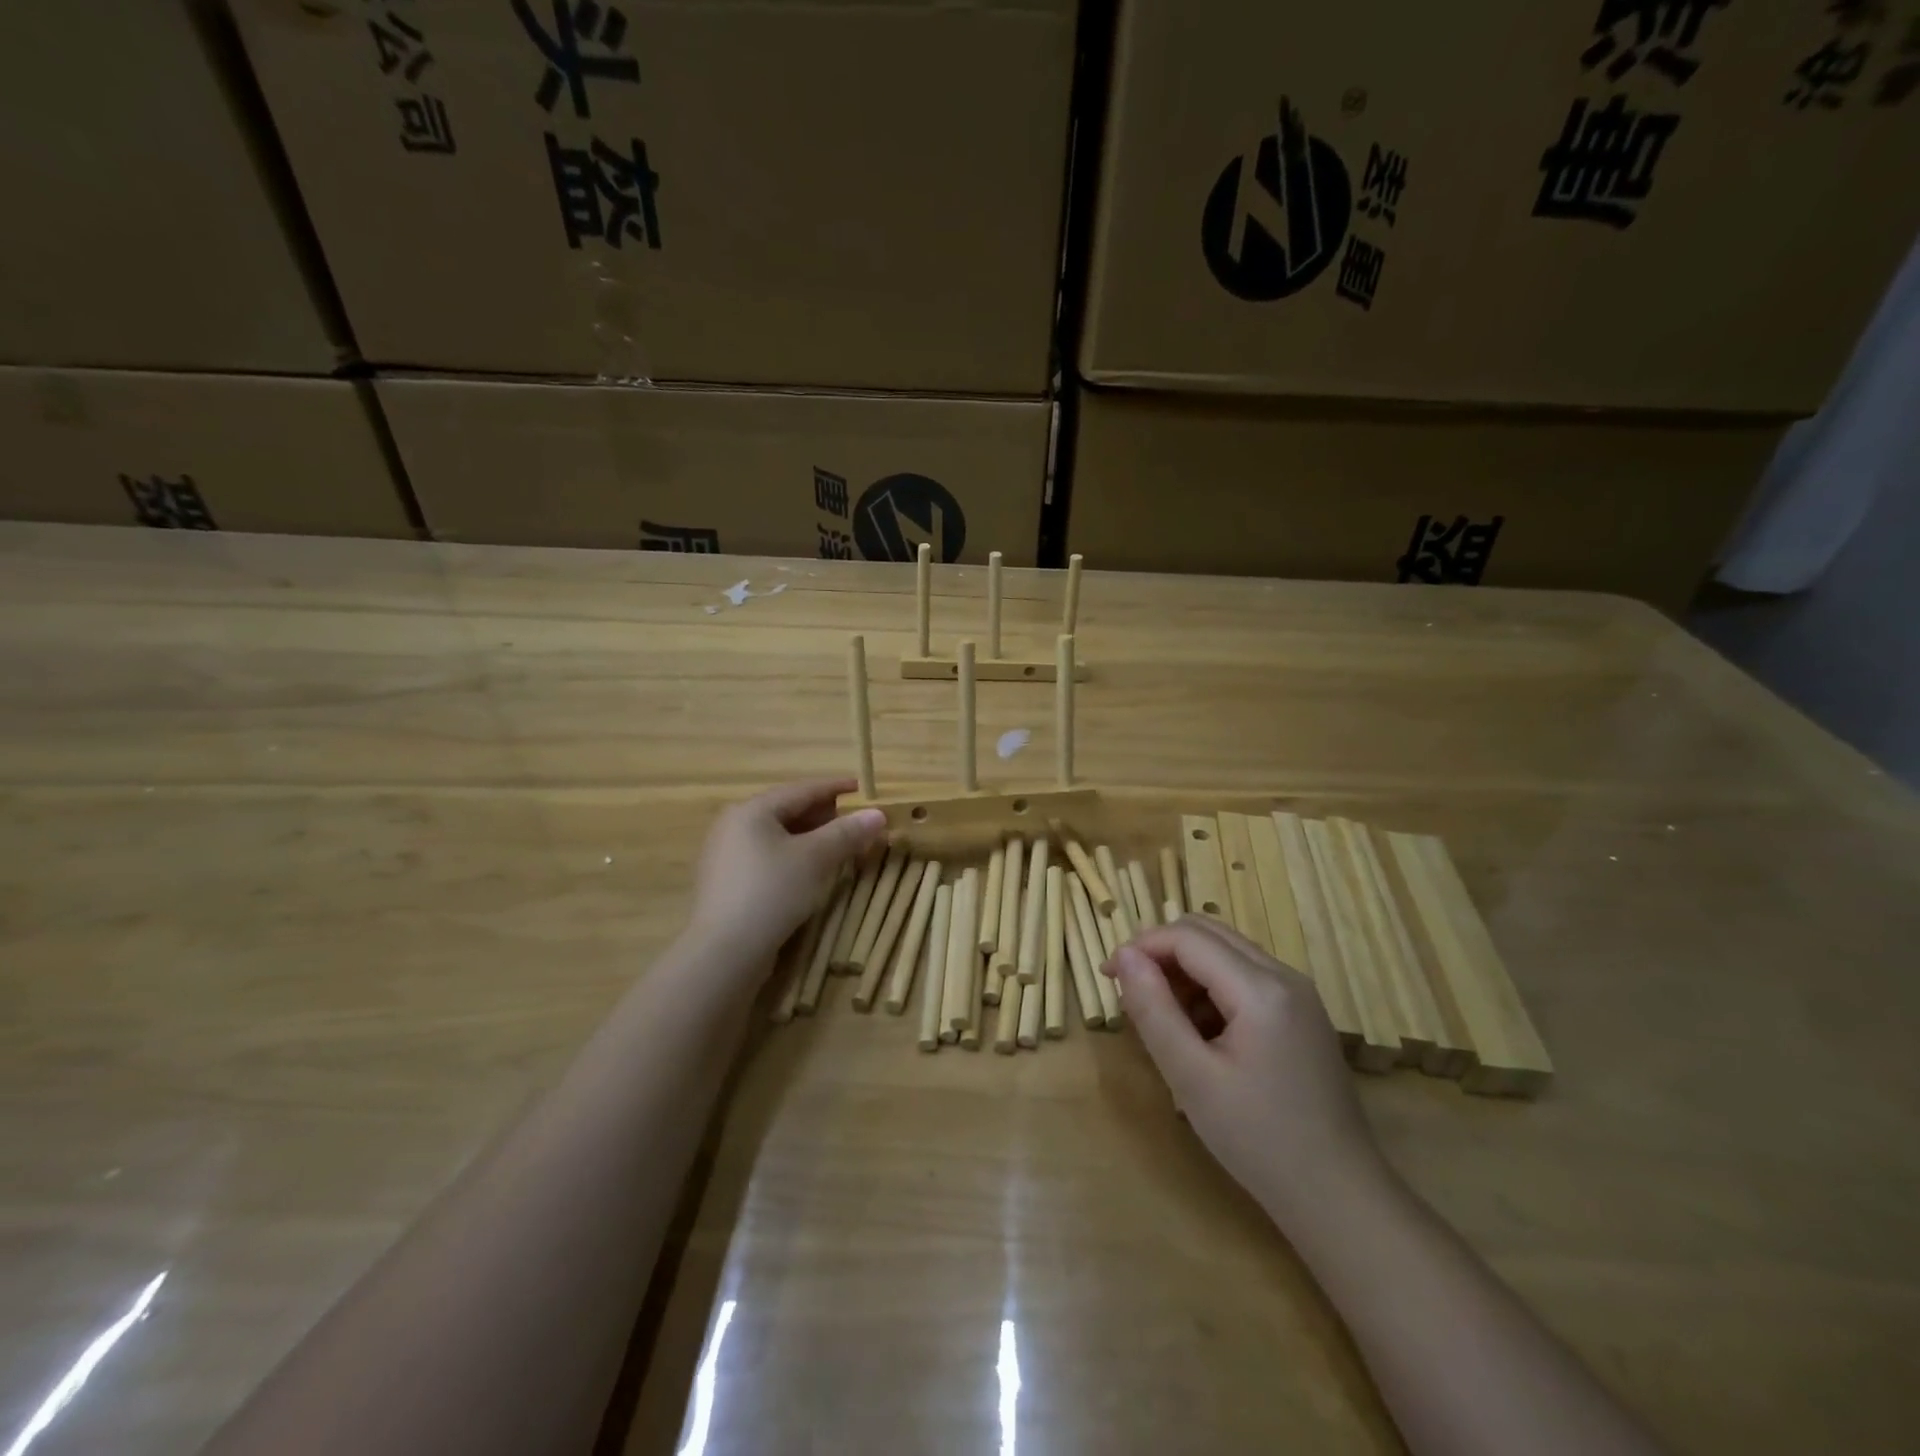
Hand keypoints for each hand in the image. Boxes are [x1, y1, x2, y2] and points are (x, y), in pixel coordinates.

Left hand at [689, 779, 886, 962]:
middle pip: (786, 811)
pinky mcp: (727, 883)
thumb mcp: (815, 859)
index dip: (833, 787)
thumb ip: (847, 833)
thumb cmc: (771, 892)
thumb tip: (878, 814)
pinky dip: (792, 856)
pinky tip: (809, 871)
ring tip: (836, 846)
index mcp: (752, 810)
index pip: (801, 790)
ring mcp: (726, 856)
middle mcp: (733, 826)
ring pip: (776, 836)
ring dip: (809, 838)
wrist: (724, 952)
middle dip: (822, 815)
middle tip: (852, 821)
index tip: (860, 787)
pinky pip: (766, 858)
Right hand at [1105, 916, 1382, 1220]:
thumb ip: (1153, 1010)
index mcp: (1260, 988)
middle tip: (1131, 992)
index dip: (1140, 946)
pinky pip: (1245, 974)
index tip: (1107, 975)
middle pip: (1208, 931)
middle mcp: (1284, 975)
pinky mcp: (1302, 1012)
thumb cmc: (1258, 1140)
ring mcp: (1299, 993)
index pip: (1187, 937)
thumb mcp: (1191, 1077)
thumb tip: (1124, 956)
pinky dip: (1211, 985)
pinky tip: (1199, 1031)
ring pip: (1226, 950)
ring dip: (1185, 968)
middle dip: (1161, 951)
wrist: (1339, 1197)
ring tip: (1162, 1017)